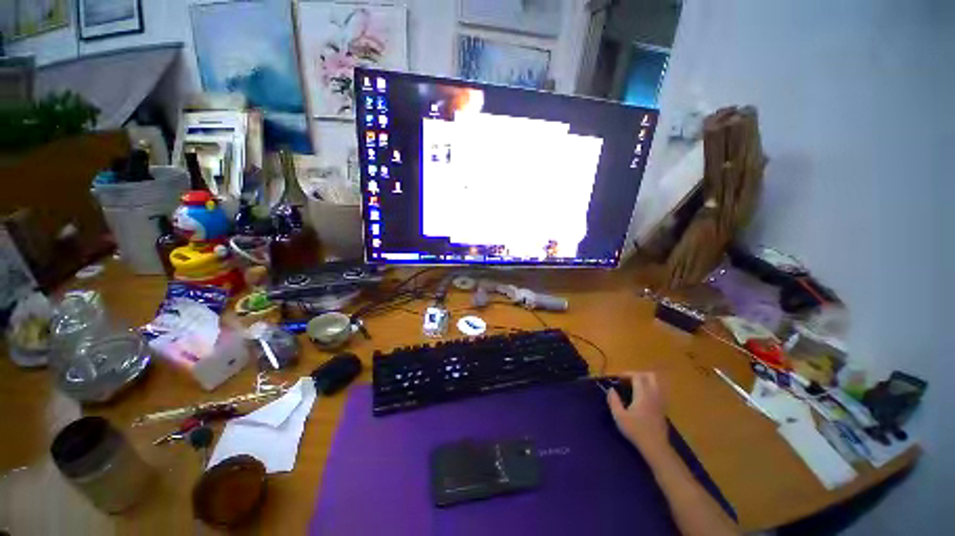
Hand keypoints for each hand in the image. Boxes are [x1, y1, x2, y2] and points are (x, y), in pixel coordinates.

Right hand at [607, 372, 670, 460]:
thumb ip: (613, 400)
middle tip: (627, 380)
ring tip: (635, 386)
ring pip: (657, 383)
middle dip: (638, 374)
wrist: (655, 446)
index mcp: (643, 394)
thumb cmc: (636, 431)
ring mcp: (660, 401)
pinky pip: (659, 391)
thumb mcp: (619, 416)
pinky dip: (651, 388)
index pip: (637, 376)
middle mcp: (654, 394)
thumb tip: (611, 389)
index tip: (617, 378)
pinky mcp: (663, 408)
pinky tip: (643, 397)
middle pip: (650, 375)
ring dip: (645, 380)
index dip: (626, 374)